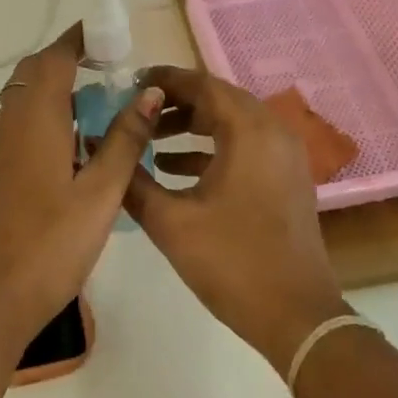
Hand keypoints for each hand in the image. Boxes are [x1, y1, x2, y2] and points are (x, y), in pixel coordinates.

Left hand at [0, 25, 161, 340]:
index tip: (110, 32)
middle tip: (111, 66)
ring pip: (27, 97)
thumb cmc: (52, 241)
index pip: (55, 58)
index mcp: (37, 118)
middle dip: (69, 59)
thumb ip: (126, 140)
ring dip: (59, 87)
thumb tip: (149, 92)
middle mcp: (13, 122)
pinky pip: (24, 122)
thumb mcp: (101, 191)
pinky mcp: (0, 169)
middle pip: (36, 72)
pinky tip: (79, 142)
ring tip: (103, 100)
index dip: (79, 38)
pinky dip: (50, 113)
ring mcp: (1, 147)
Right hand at [124, 66, 349, 374]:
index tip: (129, 83)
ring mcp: (284, 155)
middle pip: (218, 99)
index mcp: (248, 131)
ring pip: (231, 122)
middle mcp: (272, 131)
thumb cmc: (232, 262)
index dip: (164, 80)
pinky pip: (244, 145)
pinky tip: (173, 167)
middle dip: (175, 102)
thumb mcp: (171, 222)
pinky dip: (210, 147)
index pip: (202, 84)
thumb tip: (99, 147)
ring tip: (149, 139)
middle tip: (136, 109)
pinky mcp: (285, 178)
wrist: (297, 317)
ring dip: (191, 125)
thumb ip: (131, 179)